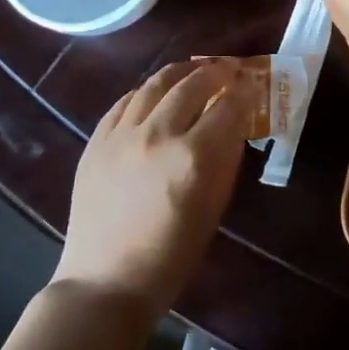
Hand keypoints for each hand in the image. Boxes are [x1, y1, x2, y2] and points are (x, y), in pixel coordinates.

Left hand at [53, 59, 250, 319]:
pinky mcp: (96, 140)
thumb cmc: (171, 256)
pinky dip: (146, 91)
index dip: (245, 91)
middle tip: (228, 70)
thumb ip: (226, 159)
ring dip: (180, 72)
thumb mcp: (213, 208)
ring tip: (194, 69)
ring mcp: (121, 134)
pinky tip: (155, 93)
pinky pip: (124, 101)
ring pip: (155, 84)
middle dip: (216, 72)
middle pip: (192, 84)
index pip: (228, 106)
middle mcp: (157, 135)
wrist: (106, 280)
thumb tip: (235, 122)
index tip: (252, 85)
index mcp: (193, 157)